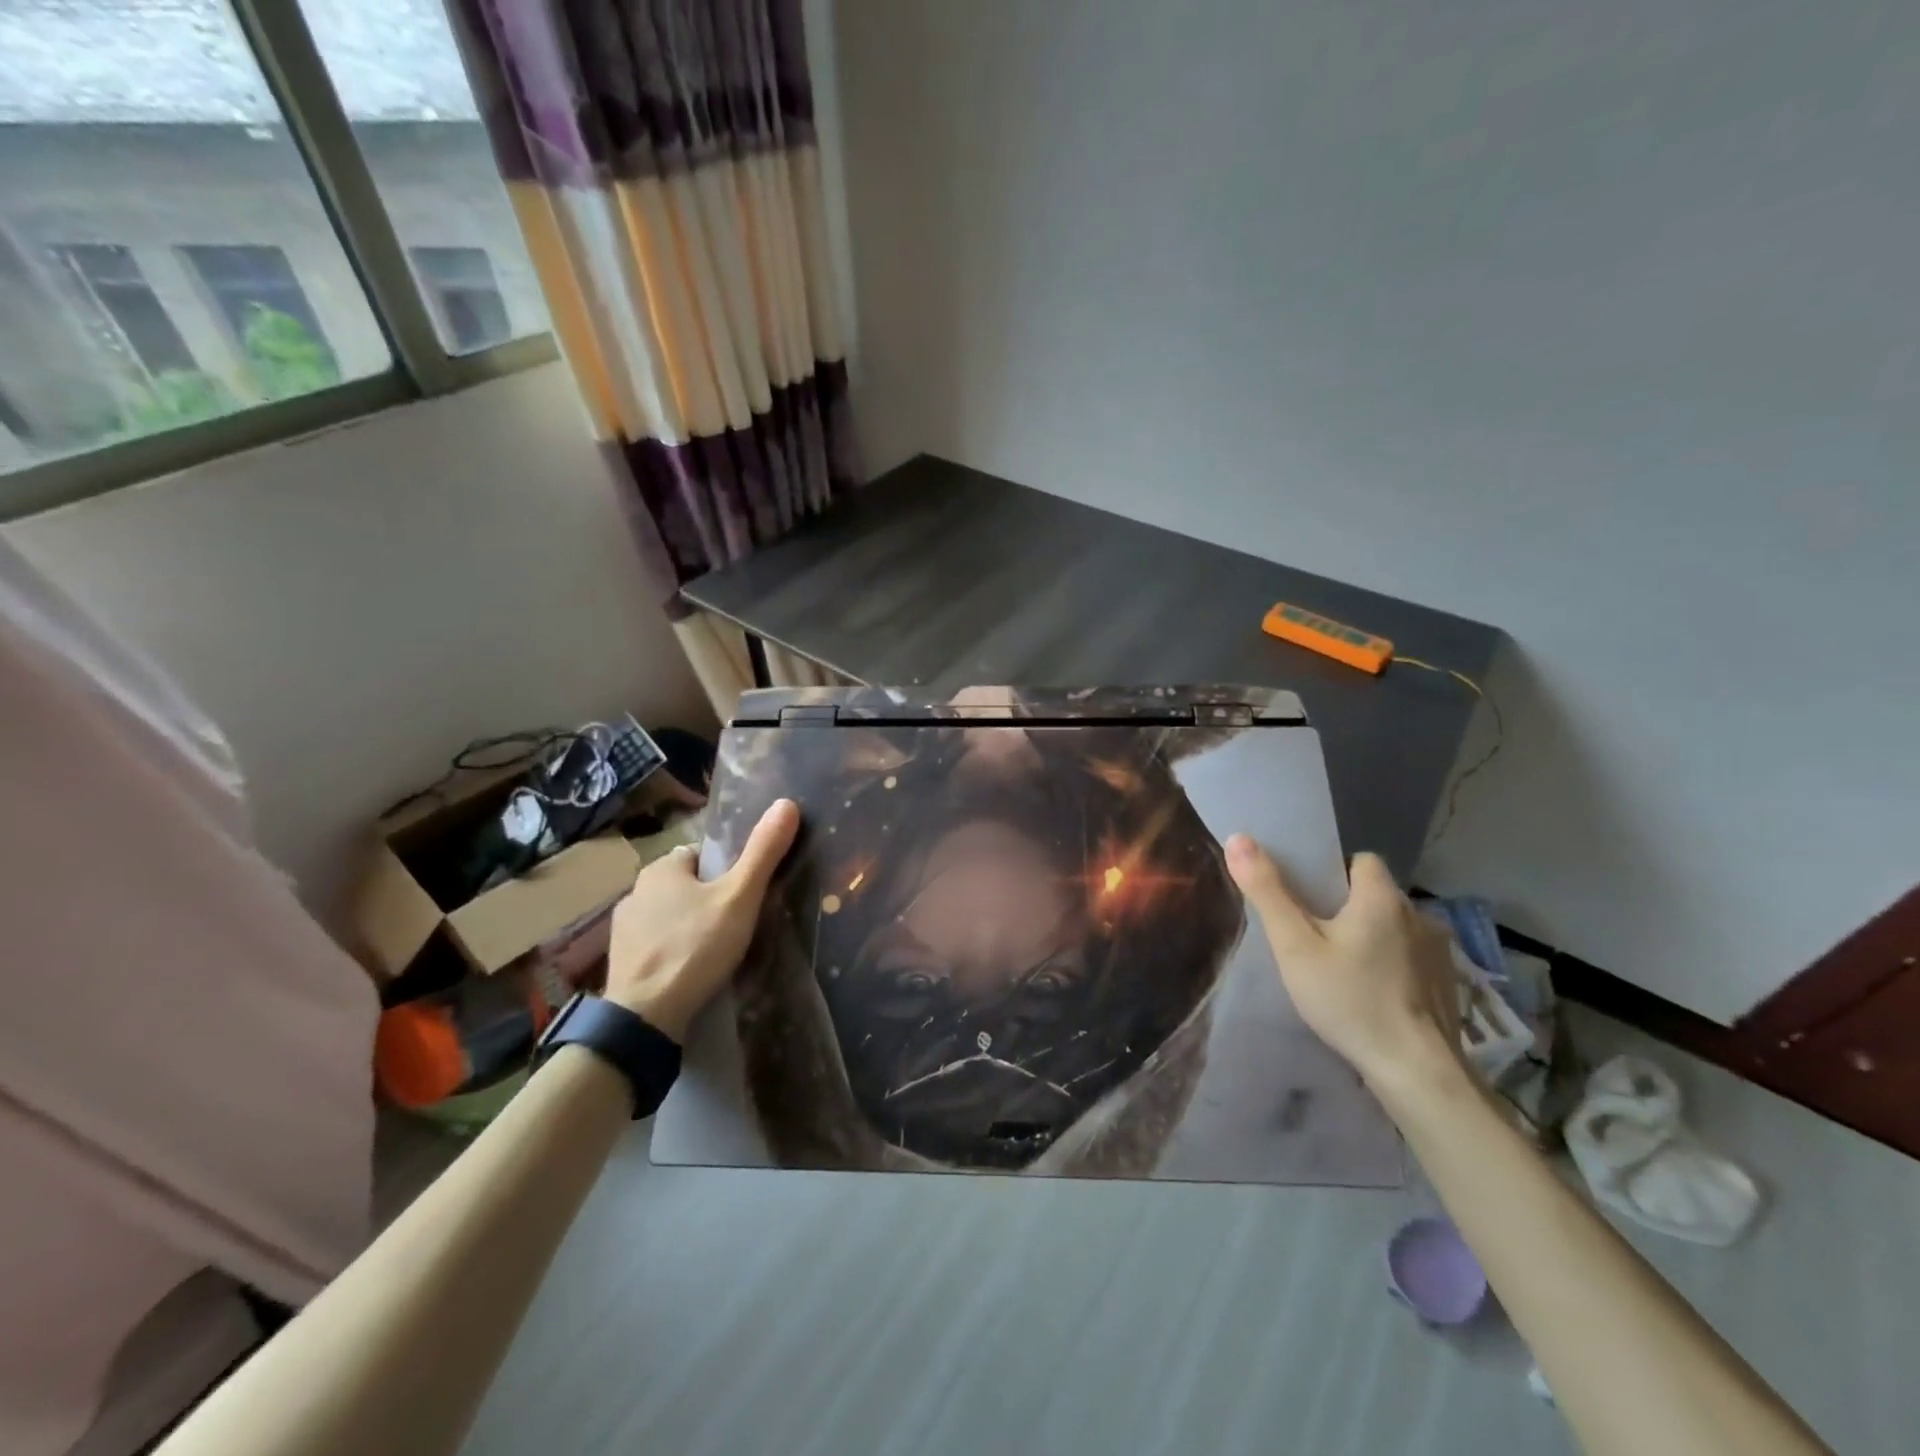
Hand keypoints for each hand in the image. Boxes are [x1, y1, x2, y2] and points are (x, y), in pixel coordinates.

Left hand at [604, 799, 799, 1042]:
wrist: (646, 1016)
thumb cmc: (696, 946)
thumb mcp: (740, 896)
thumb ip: (763, 851)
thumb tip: (788, 802)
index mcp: (662, 867)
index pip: (702, 856)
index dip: (727, 872)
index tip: (744, 896)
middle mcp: (636, 890)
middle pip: (686, 885)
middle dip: (708, 900)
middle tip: (736, 925)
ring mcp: (623, 928)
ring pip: (669, 916)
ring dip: (689, 926)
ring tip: (715, 951)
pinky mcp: (620, 960)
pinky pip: (655, 944)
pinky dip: (672, 951)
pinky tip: (690, 970)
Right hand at [1225, 838, 1464, 1098]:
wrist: (1416, 1071)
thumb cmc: (1349, 999)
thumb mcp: (1294, 945)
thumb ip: (1267, 891)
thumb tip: (1239, 838)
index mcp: (1381, 897)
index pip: (1360, 861)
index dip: (1333, 873)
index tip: (1309, 900)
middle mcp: (1418, 914)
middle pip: (1375, 894)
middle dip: (1348, 908)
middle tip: (1316, 938)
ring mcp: (1439, 950)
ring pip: (1394, 926)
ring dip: (1373, 936)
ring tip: (1345, 968)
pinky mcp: (1448, 983)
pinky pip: (1412, 956)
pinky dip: (1393, 964)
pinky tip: (1375, 994)